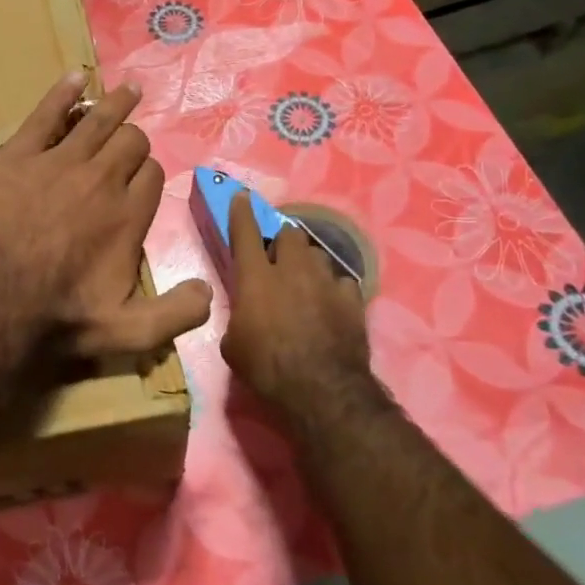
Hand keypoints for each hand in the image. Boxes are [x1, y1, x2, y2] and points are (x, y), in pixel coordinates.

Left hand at [0, 72, 212, 381]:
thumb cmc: (58, 317)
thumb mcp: (128, 332)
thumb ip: (175, 314)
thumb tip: (207, 292)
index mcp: (129, 215)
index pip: (152, 176)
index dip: (148, 174)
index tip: (141, 179)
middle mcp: (102, 179)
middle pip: (130, 142)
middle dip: (134, 140)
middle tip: (129, 140)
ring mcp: (59, 161)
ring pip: (98, 120)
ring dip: (116, 103)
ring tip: (127, 90)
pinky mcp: (19, 154)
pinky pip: (46, 114)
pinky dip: (62, 93)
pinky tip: (74, 78)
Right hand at [219, 193, 386, 424]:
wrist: (322, 389)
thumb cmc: (266, 367)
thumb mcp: (232, 344)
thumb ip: (238, 317)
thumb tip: (245, 313)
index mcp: (256, 277)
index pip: (245, 232)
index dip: (242, 212)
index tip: (242, 196)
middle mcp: (292, 270)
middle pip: (289, 235)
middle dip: (282, 239)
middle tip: (277, 255)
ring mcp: (326, 282)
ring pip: (317, 254)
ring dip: (308, 261)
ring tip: (306, 279)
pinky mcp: (352, 300)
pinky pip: (341, 281)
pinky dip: (333, 287)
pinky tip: (330, 302)